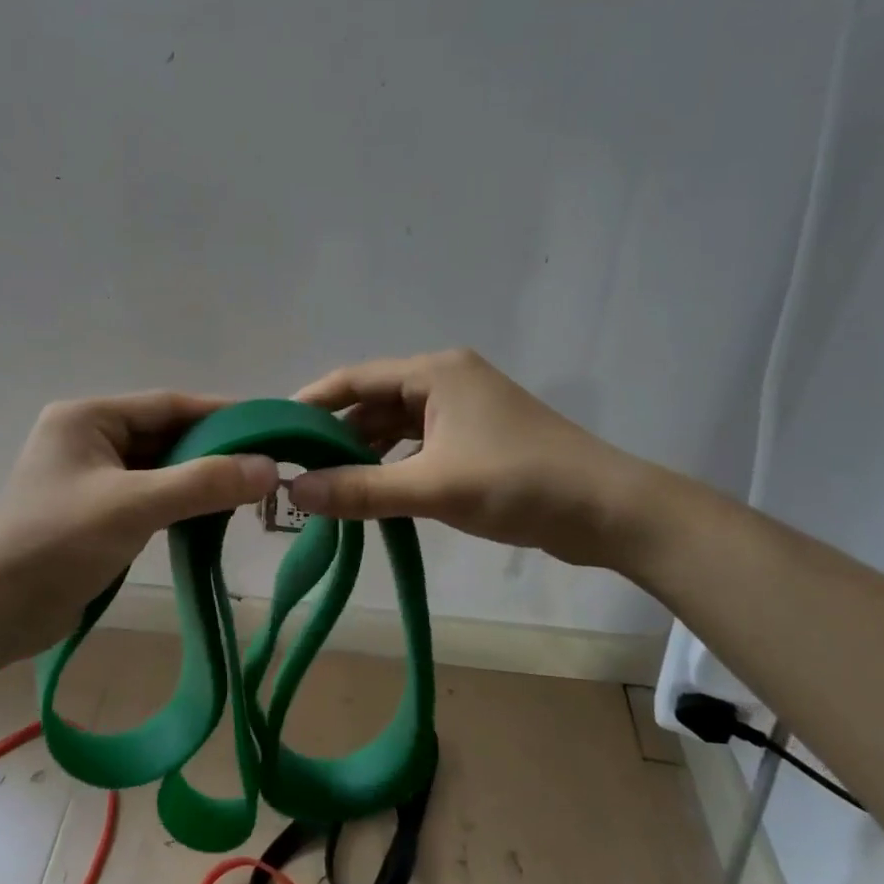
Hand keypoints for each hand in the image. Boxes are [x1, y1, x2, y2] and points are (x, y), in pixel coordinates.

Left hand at [0, 393, 278, 659]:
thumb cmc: (57, 543)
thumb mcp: (134, 506)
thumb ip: (202, 483)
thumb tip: (269, 468)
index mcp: (87, 418)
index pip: (167, 405)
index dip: (220, 414)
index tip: (269, 425)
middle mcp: (88, 438)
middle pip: (164, 435)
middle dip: (213, 449)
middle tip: (267, 462)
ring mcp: (90, 477)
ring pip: (159, 468)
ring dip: (199, 477)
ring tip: (250, 488)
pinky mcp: (95, 512)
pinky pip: (149, 495)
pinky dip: (180, 502)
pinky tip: (212, 513)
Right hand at [288, 349, 657, 567]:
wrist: (609, 511)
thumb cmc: (518, 483)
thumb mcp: (431, 487)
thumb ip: (360, 489)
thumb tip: (294, 491)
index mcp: (435, 372)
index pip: (355, 379)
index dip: (311, 403)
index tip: (274, 431)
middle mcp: (446, 381)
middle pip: (373, 403)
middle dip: (335, 436)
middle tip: (294, 468)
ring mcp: (464, 411)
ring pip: (395, 428)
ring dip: (363, 455)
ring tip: (325, 486)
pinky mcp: (476, 440)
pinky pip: (418, 447)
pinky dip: (392, 466)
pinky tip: (372, 493)